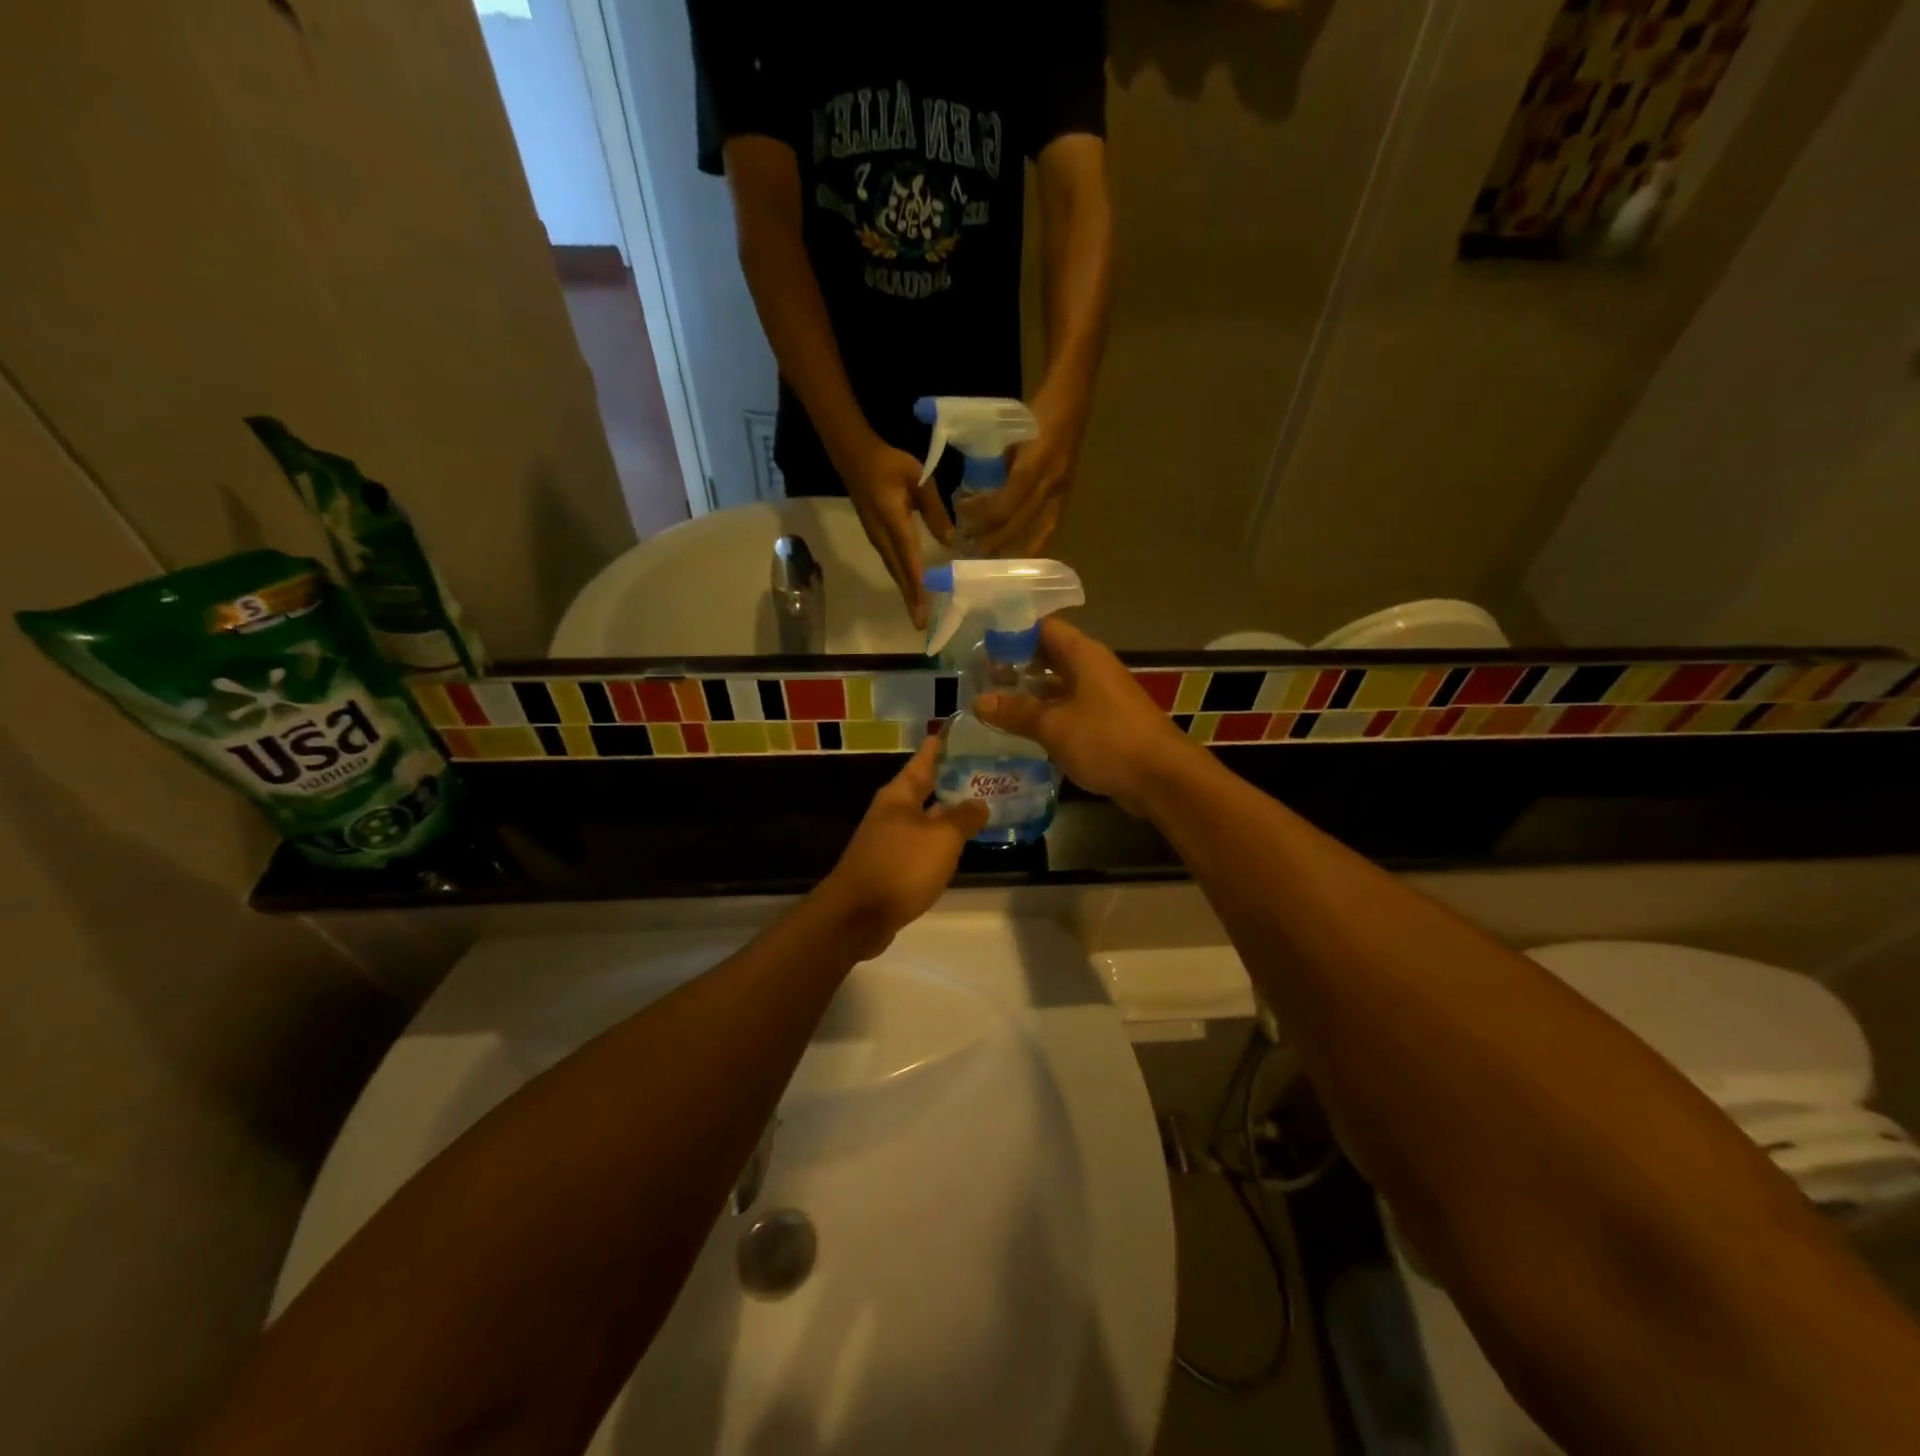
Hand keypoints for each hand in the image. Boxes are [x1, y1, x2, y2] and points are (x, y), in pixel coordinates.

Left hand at [817, 738, 988, 958]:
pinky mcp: (891, 867)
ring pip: (925, 818)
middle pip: (924, 788)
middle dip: (951, 779)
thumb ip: (964, 818)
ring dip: (949, 812)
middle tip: (984, 769)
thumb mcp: (941, 838)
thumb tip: (979, 803)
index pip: (924, 760)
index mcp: (899, 795)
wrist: (857, 916)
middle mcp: (892, 812)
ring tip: (981, 805)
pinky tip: (960, 845)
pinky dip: (941, 841)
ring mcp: (889, 840)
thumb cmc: (900, 866)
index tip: (959, 729)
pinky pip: (922, 844)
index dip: (942, 745)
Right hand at [840, 435, 953, 629]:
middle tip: (921, 624)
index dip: (918, 586)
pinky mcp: (877, 537)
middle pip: (899, 574)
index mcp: (894, 523)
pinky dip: (903, 579)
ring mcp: (877, 539)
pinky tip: (912, 588)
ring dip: (906, 593)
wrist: (854, 456)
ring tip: (918, 613)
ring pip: (895, 571)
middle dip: (911, 600)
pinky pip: (892, 564)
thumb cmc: (889, 464)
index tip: (924, 609)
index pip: (909, 560)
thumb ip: (935, 510)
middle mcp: (883, 537)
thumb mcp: (919, 479)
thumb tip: (950, 541)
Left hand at [966, 390, 1086, 556]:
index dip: (982, 517)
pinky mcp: (1068, 493)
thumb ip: (997, 463)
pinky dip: (1036, 544)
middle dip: (992, 541)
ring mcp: (1062, 489)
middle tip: (969, 551)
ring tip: (992, 559)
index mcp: (1033, 462)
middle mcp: (1050, 481)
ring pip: (1037, 531)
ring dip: (1013, 547)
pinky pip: (1051, 527)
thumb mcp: (1010, 431)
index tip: (962, 521)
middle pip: (1018, 523)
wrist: (1074, 395)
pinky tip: (1022, 556)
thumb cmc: (1038, 410)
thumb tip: (978, 494)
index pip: (1004, 503)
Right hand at [973, 618, 1195, 815]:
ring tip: (993, 704)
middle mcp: (1093, 667)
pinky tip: (1023, 730)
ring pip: (1058, 684)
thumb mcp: (1053, 726)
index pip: (1042, 627)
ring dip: (1029, 693)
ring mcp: (1102, 695)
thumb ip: (1015, 712)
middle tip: (980, 678)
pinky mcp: (1106, 721)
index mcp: (1082, 654)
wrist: (1162, 777)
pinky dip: (1046, 714)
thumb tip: (979, 702)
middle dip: (1016, 665)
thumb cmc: (1106, 740)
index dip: (1011, 633)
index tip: (980, 647)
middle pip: (1049, 655)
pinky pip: (1069, 708)